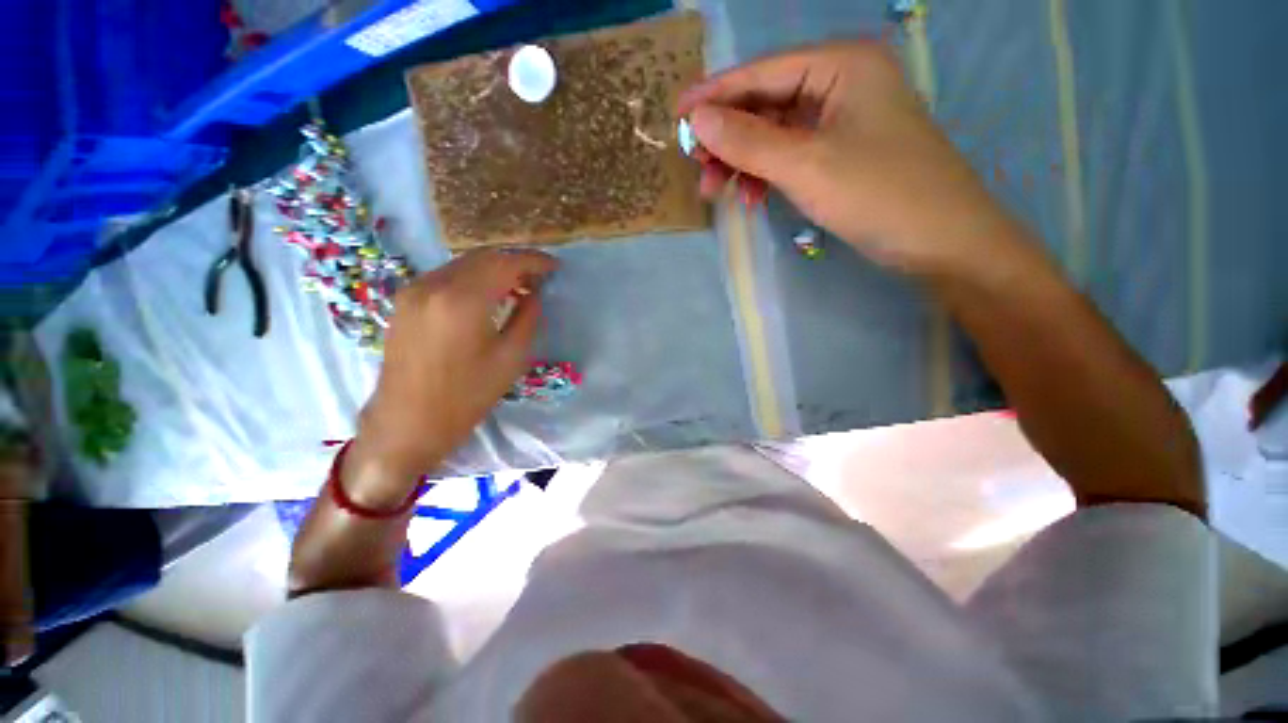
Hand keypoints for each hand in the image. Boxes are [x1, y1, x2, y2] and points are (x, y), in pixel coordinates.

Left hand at [344, 249, 558, 507]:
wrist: (407, 424)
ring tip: (517, 287)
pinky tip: (486, 295)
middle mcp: (433, 284)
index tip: (554, 267)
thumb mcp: (511, 358)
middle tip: (538, 278)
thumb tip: (534, 294)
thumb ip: (527, 317)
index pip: (505, 263)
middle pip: (482, 257)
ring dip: (493, 269)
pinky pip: (446, 276)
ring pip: (463, 264)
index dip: (534, 261)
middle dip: (514, 262)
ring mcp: (413, 290)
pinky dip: (472, 278)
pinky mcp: (404, 300)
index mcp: (462, 300)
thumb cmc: (466, 397)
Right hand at [678, 41, 1027, 276]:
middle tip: (697, 170)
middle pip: (767, 103)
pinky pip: (791, 154)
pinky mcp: (843, 152)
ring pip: (775, 133)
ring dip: (743, 161)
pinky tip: (753, 196)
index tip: (676, 116)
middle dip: (728, 138)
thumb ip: (747, 141)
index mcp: (841, 64)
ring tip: (717, 192)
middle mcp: (842, 82)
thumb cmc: (878, 194)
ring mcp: (844, 119)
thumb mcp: (805, 165)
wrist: (943, 242)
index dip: (715, 94)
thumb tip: (698, 119)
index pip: (762, 72)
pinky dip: (767, 174)